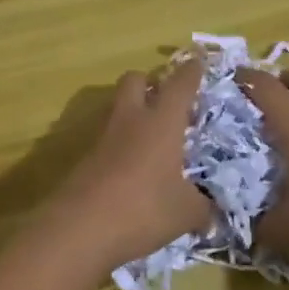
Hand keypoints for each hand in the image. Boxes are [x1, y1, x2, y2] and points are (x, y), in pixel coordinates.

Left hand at [39, 59, 210, 277]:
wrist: (80, 228)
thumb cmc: (143, 209)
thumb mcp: (186, 213)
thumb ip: (202, 206)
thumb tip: (208, 209)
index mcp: (161, 122)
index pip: (180, 84)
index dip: (192, 71)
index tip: (199, 61)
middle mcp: (131, 120)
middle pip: (135, 80)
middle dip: (151, 83)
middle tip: (168, 101)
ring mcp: (104, 137)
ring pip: (118, 108)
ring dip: (135, 114)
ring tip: (154, 140)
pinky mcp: (86, 158)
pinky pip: (109, 139)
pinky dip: (122, 145)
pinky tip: (134, 169)